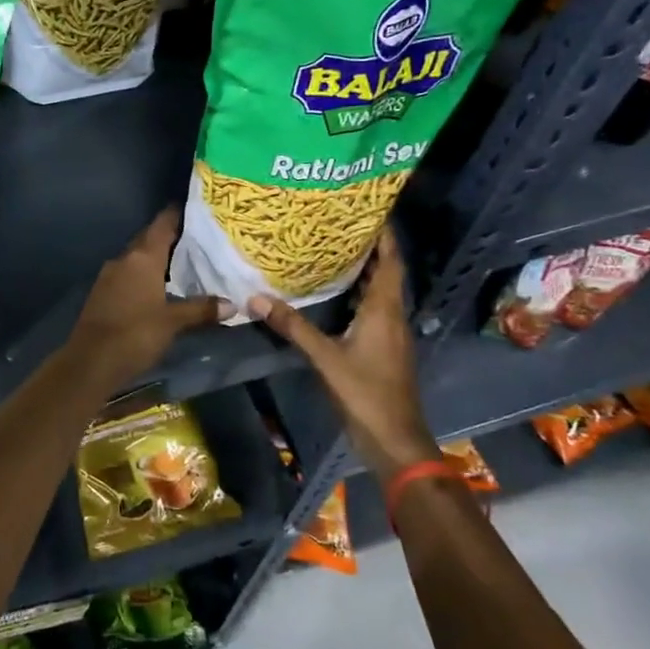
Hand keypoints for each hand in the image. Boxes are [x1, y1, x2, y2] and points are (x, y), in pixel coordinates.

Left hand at [70, 208, 229, 389]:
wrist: (90, 361)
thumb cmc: (135, 334)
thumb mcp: (173, 322)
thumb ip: (201, 309)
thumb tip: (232, 304)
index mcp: (142, 258)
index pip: (161, 225)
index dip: (176, 215)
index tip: (193, 208)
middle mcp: (123, 260)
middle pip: (147, 240)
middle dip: (168, 237)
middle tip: (194, 237)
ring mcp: (108, 276)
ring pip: (136, 259)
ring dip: (155, 258)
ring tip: (180, 262)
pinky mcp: (101, 294)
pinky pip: (127, 275)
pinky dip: (143, 275)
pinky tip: (157, 287)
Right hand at [247, 229, 438, 482]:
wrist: (393, 438)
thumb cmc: (365, 392)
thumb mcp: (324, 357)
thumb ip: (292, 326)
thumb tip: (256, 298)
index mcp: (384, 311)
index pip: (390, 263)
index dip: (384, 236)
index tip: (368, 210)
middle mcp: (392, 316)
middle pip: (385, 274)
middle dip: (367, 249)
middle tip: (338, 226)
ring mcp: (390, 334)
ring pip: (378, 293)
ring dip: (362, 272)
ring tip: (332, 252)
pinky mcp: (383, 349)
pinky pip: (372, 310)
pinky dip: (357, 295)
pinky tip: (335, 295)